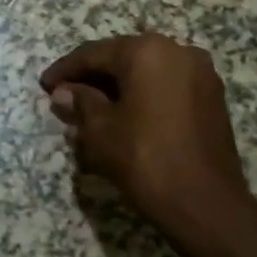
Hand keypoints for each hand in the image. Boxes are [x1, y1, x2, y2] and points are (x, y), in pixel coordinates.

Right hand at [40, 33, 256, 256]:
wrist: (206, 206)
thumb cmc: (145, 158)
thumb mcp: (99, 129)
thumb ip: (80, 102)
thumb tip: (64, 93)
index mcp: (147, 51)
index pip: (93, 54)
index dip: (65, 70)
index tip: (44, 84)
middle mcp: (178, 51)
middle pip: (121, 59)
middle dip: (92, 77)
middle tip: (64, 96)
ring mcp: (200, 75)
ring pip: (145, 73)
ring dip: (117, 87)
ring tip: (90, 108)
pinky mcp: (212, 99)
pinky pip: (165, 87)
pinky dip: (141, 96)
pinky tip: (122, 115)